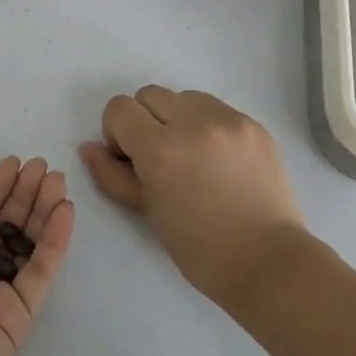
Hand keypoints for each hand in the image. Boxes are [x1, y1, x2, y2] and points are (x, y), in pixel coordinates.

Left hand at [0, 157, 74, 355]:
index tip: (12, 163)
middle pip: (2, 225)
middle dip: (22, 195)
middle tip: (44, 166)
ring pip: (25, 244)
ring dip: (42, 211)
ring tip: (58, 181)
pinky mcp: (19, 315)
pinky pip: (40, 272)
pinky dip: (54, 242)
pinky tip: (64, 211)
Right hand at [80, 86, 305, 308]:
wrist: (266, 260)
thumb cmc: (198, 247)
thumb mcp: (145, 211)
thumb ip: (111, 175)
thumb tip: (88, 147)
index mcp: (161, 149)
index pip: (119, 109)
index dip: (117, 133)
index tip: (132, 161)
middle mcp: (194, 123)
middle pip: (149, 95)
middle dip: (144, 121)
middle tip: (159, 159)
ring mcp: (229, 120)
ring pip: (184, 96)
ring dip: (177, 118)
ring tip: (191, 156)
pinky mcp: (254, 124)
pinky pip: (216, 108)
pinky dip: (206, 125)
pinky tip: (218, 160)